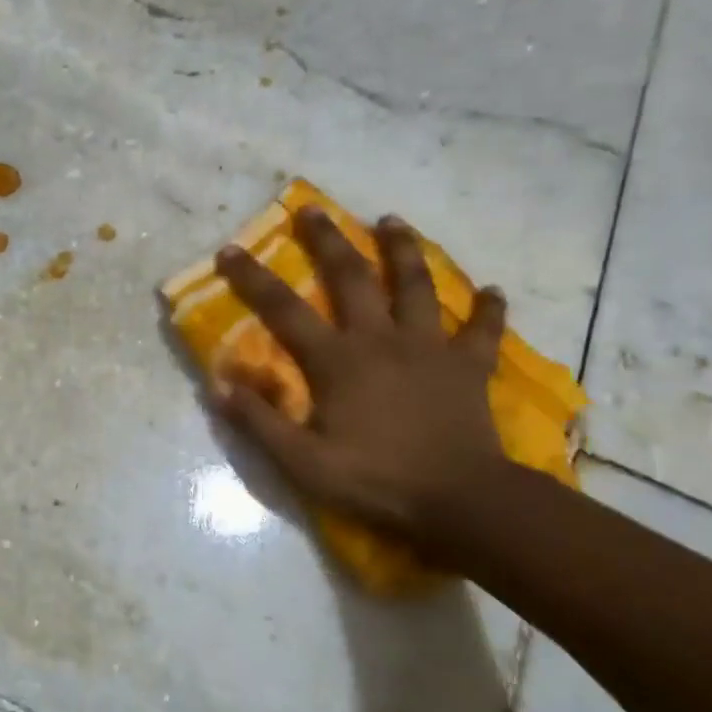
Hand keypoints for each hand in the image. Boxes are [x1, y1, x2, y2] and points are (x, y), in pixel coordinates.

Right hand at [213, 208, 506, 547]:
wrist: (461, 501)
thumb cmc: (377, 481)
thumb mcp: (303, 462)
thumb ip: (260, 422)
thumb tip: (218, 385)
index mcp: (338, 360)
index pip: (284, 310)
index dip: (253, 278)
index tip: (229, 250)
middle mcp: (381, 339)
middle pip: (353, 277)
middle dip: (329, 240)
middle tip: (313, 209)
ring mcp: (430, 348)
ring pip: (417, 286)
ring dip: (403, 250)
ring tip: (392, 221)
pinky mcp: (469, 367)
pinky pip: (482, 331)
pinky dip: (489, 310)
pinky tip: (494, 291)